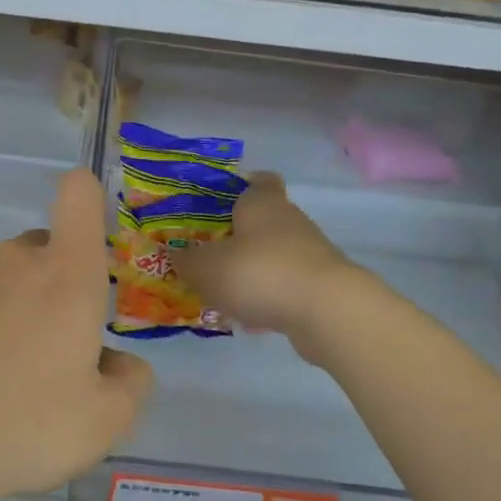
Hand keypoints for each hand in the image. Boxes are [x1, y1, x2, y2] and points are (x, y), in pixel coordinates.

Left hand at [0, 168, 152, 500]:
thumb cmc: (27, 425)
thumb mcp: (106, 421)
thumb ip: (131, 382)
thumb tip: (119, 363)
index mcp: (66, 275)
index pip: (79, 196)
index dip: (88, 200)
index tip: (90, 239)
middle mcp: (13, 262)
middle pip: (44, 249)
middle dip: (56, 285)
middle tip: (54, 350)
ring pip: (2, 279)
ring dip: (12, 310)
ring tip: (4, 376)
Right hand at [174, 172, 365, 351]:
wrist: (325, 310)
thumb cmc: (258, 272)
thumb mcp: (206, 268)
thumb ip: (187, 261)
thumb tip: (175, 253)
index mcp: (262, 203)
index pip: (257, 180)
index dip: (239, 187)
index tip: (218, 204)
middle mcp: (289, 220)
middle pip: (262, 221)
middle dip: (237, 238)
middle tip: (207, 255)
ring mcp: (309, 253)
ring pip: (273, 255)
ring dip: (251, 271)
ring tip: (222, 294)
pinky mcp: (320, 285)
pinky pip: (285, 285)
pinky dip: (268, 298)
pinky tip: (249, 319)